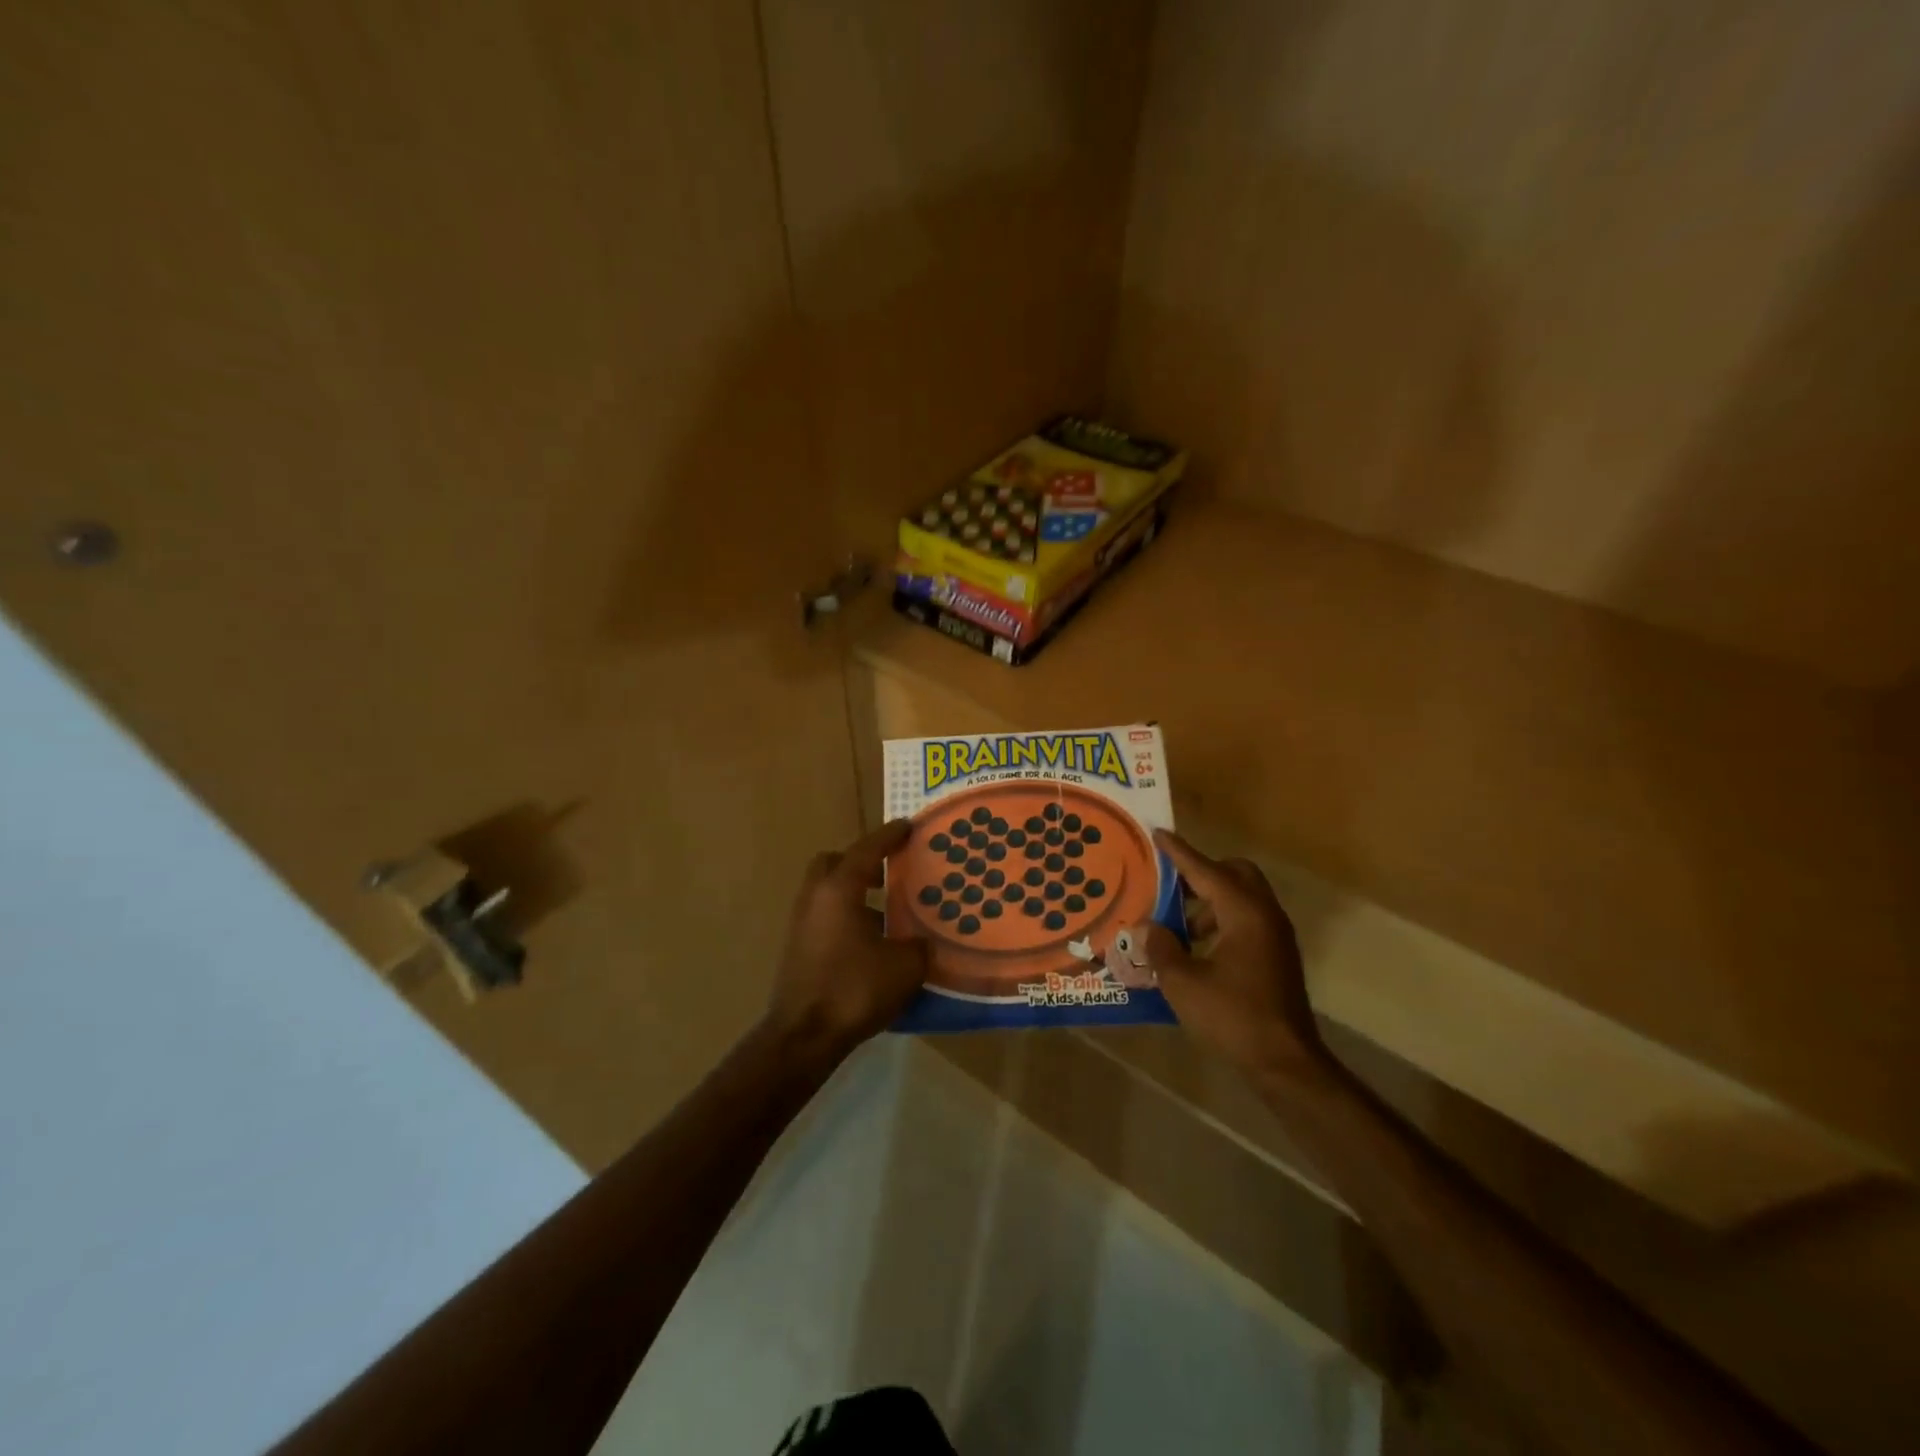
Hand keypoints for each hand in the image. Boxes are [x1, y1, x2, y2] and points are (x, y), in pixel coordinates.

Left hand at [764, 820, 928, 1065]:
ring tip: (886, 909)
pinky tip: (871, 941)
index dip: (890, 836)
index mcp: (839, 889)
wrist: (804, 1035)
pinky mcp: (798, 947)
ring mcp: (802, 922)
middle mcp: (815, 897)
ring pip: (828, 890)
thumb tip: (924, 941)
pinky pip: (825, 915)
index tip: (909, 826)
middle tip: (889, 870)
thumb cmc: (854, 989)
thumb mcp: (905, 966)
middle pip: (835, 862)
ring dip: (854, 891)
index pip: (867, 849)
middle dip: (861, 861)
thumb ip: (919, 945)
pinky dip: (846, 915)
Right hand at [1135, 831, 1329, 1084]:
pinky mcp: (1277, 955)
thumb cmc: (1233, 1017)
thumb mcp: (1183, 983)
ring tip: (1177, 926)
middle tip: (1170, 886)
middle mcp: (1265, 915)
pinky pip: (1247, 919)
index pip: (1205, 870)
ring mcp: (1275, 935)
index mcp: (1243, 913)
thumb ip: (1162, 948)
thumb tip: (1148, 927)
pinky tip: (1197, 949)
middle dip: (1202, 872)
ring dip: (1210, 901)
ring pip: (1242, 897)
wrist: (1285, 1062)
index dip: (1179, 853)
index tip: (1158, 834)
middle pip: (1235, 873)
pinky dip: (1222, 920)